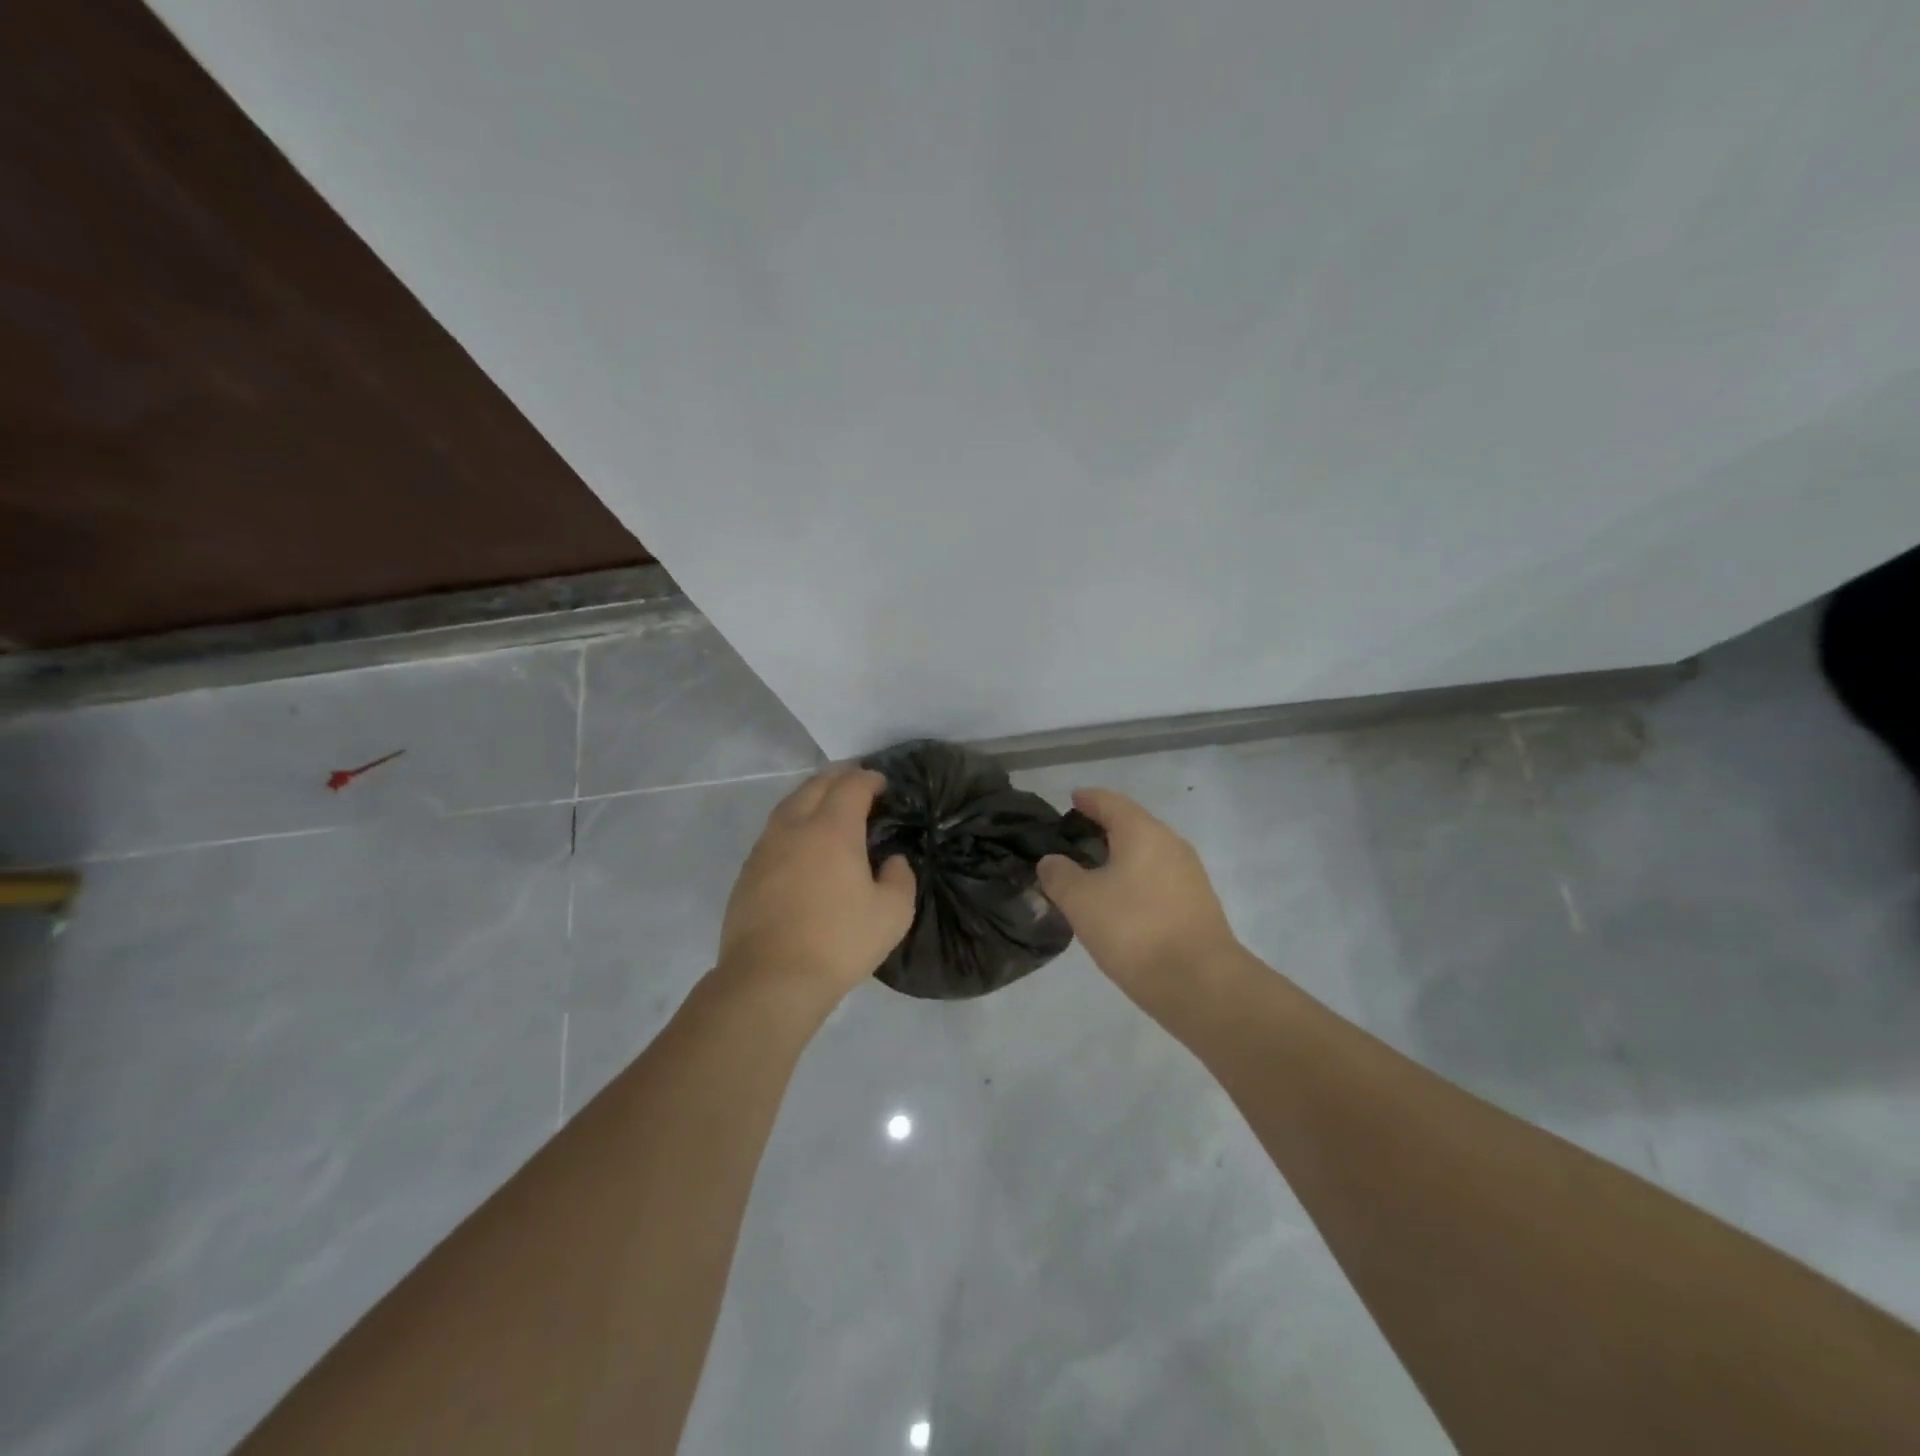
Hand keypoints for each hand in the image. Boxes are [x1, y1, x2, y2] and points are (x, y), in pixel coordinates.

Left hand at [716, 767, 915, 1012]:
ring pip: (789, 805)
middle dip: (838, 777)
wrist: (770, 978)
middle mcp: (795, 827)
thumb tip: (891, 861)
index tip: (881, 783)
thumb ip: (900, 878)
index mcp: (833, 829)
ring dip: (811, 795)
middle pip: (815, 785)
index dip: (868, 778)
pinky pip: (773, 830)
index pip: (851, 786)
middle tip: (856, 782)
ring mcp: (766, 848)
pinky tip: (800, 841)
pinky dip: (792, 821)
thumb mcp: (892, 913)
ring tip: (826, 803)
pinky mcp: (748, 872)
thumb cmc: (839, 942)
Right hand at [1037, 788, 1238, 1012]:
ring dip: (1120, 857)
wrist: (1200, 983)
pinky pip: (1158, 878)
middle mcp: (1171, 844)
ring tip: (1093, 873)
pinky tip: (1120, 902)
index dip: (1088, 799)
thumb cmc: (1134, 930)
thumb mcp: (1081, 901)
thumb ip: (1059, 875)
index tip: (1072, 799)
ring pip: (1147, 853)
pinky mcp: (1197, 903)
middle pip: (1132, 825)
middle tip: (1075, 839)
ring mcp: (1189, 874)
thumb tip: (1052, 861)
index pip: (1110, 802)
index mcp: (1143, 832)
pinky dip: (1135, 879)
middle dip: (1104, 828)